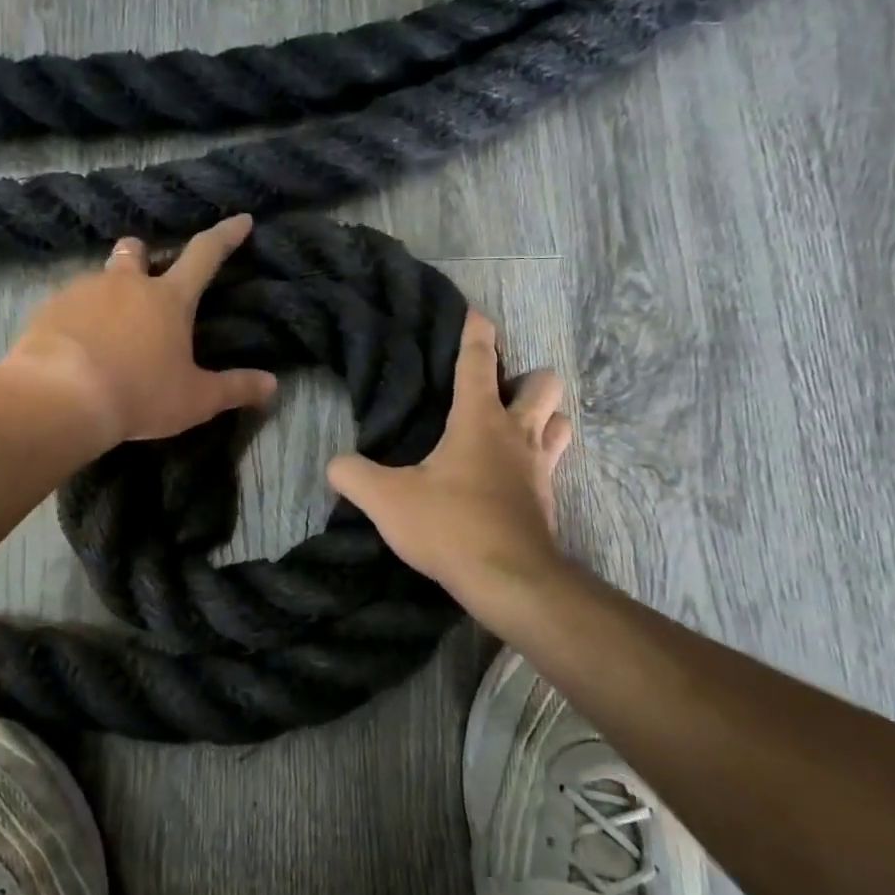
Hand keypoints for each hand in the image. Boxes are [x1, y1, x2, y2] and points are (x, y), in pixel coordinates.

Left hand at [0, 215, 277, 448]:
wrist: (60, 398)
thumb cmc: (139, 395)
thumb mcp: (196, 399)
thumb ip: (235, 388)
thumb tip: (272, 385)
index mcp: (168, 299)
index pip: (205, 255)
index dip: (226, 236)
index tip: (241, 220)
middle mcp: (126, 284)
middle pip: (136, 250)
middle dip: (144, 256)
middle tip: (146, 281)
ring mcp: (83, 291)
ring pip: (99, 277)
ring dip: (108, 293)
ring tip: (108, 329)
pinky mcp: (49, 308)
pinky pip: (67, 303)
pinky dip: (77, 317)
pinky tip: (76, 346)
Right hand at [327, 311, 573, 602]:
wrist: (509, 580)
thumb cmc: (450, 526)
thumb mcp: (386, 500)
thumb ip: (353, 476)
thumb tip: (334, 464)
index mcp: (479, 420)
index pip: (478, 361)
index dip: (476, 333)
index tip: (476, 314)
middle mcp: (517, 433)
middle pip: (543, 383)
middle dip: (526, 378)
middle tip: (496, 394)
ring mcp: (539, 466)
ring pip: (560, 421)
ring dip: (544, 416)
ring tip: (513, 429)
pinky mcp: (547, 499)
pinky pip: (553, 463)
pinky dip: (539, 458)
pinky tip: (514, 475)